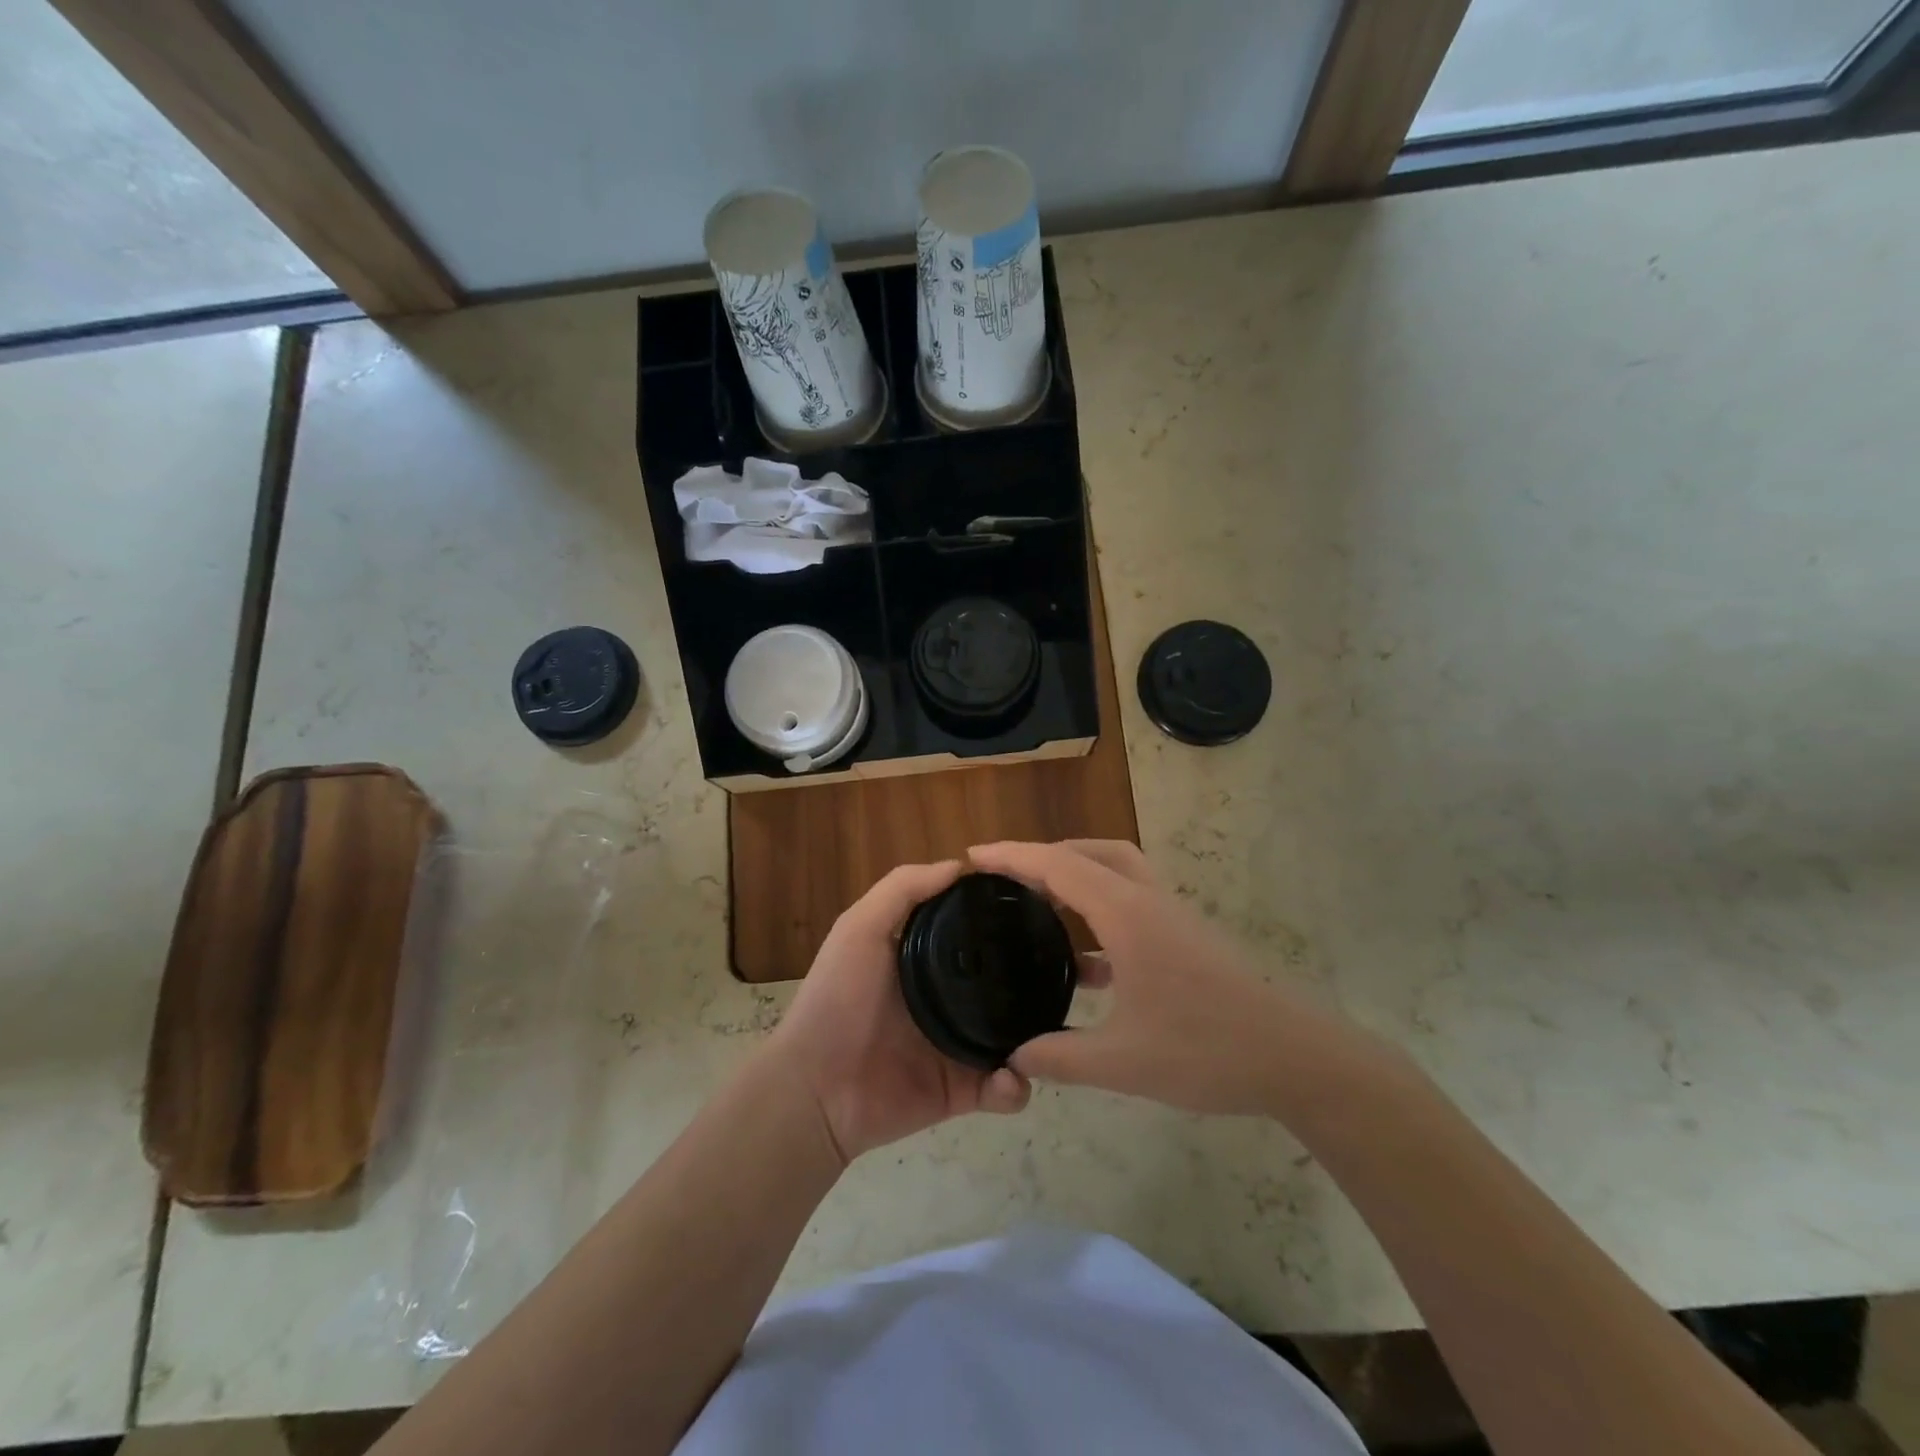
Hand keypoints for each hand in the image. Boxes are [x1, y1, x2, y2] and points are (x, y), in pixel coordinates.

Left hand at [768, 860, 1030, 1163]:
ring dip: (1035, 1037)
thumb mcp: (860, 927)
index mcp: (926, 958)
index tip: (1040, 906)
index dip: (1002, 917)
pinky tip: (1010, 1078)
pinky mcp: (962, 1090)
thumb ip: (903, 889)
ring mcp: (957, 1044)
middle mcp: (947, 996)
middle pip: (1003, 982)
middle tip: (1064, 974)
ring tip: (1048, 1033)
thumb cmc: (836, 998)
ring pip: (1015, 1035)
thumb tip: (961, 865)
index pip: (974, 931)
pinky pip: (1003, 1088)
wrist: (815, 1090)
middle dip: (1033, 978)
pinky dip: (1014, 1087)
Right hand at [970, 840, 1379, 1117]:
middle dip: (1044, 857)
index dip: (1013, 856)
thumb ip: (1060, 1057)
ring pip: (1114, 872)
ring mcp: (1170, 917)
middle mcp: (1147, 901)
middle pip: (1089, 853)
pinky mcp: (1184, 937)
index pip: (1058, 866)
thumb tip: (1013, 1056)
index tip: (973, 856)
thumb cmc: (1206, 1050)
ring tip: (1039, 910)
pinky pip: (1130, 904)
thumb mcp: (1123, 1062)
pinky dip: (1098, 914)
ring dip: (1075, 879)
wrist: (1294, 1058)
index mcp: (1126, 914)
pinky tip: (1085, 965)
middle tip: (1007, 880)